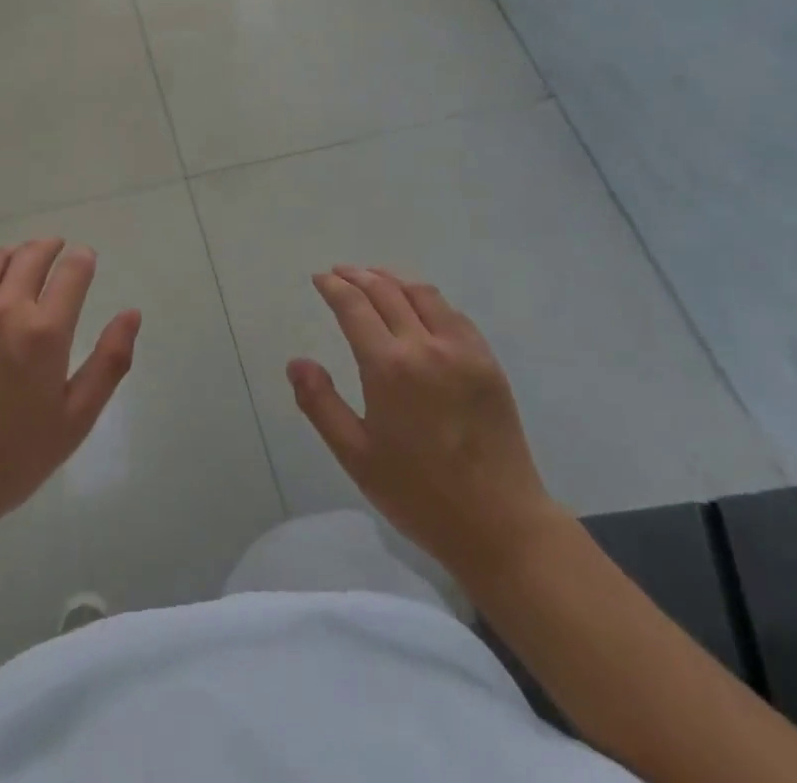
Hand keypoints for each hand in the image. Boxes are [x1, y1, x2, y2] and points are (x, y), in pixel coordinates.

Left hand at [0, 239, 140, 540]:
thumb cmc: (12, 459)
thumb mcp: (76, 419)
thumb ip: (109, 362)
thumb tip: (132, 313)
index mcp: (45, 333)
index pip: (72, 271)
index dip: (82, 259)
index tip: (84, 259)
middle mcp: (4, 310)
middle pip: (31, 255)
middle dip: (49, 247)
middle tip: (54, 251)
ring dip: (10, 255)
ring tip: (15, 265)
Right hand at [288, 266, 565, 581]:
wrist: (500, 524)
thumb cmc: (419, 495)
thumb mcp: (356, 456)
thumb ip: (320, 404)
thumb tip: (296, 362)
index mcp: (389, 367)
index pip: (354, 306)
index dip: (333, 287)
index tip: (319, 278)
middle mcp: (425, 346)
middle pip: (386, 291)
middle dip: (358, 276)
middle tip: (339, 273)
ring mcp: (462, 350)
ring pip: (422, 294)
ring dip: (392, 280)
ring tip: (374, 279)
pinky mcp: (487, 361)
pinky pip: (452, 314)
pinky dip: (426, 299)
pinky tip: (419, 308)